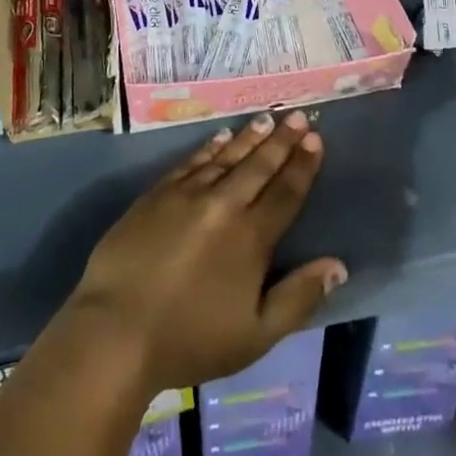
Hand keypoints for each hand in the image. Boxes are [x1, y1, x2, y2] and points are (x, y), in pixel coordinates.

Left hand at [67, 111, 345, 394]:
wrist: (118, 328)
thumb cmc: (191, 340)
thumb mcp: (256, 336)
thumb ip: (298, 298)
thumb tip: (337, 266)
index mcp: (251, 238)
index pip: (285, 193)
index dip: (302, 166)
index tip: (315, 139)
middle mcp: (223, 205)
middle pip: (259, 166)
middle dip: (281, 141)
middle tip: (298, 115)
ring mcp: (188, 194)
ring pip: (226, 156)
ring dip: (249, 137)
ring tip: (266, 119)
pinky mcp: (158, 193)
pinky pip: (192, 161)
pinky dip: (210, 147)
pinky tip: (221, 137)